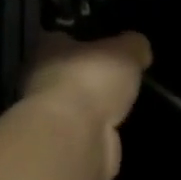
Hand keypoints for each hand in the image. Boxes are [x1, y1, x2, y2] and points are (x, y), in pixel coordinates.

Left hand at [21, 31, 151, 179]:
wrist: (74, 136)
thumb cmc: (92, 79)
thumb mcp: (126, 50)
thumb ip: (133, 45)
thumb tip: (139, 48)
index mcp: (48, 48)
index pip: (63, 36)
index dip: (85, 38)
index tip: (108, 42)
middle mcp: (41, 78)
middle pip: (69, 71)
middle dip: (92, 74)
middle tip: (122, 74)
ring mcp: (50, 114)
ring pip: (77, 103)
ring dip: (97, 104)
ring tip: (127, 102)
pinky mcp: (62, 143)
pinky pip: (87, 129)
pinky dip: (101, 129)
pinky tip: (121, 127)